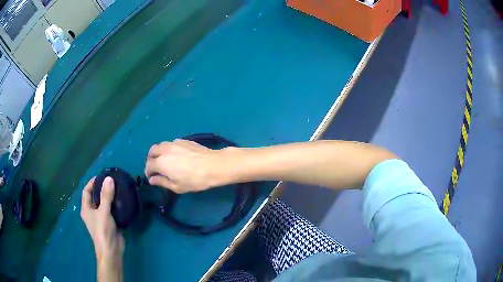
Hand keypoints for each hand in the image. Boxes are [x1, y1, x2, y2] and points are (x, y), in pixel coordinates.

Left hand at [81, 177, 123, 273]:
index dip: (92, 183)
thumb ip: (106, 196)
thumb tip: (109, 178)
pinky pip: (111, 211)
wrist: (111, 250)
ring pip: (104, 204)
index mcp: (86, 208)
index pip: (86, 191)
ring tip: (118, 189)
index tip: (101, 176)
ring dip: (109, 197)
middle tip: (111, 182)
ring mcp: (101, 218)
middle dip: (102, 189)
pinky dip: (115, 205)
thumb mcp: (103, 212)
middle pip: (95, 197)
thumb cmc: (103, 230)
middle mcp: (92, 212)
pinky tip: (122, 201)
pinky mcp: (109, 223)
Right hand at [145, 139, 229, 192]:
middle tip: (155, 168)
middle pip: (152, 151)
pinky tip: (176, 156)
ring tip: (164, 161)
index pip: (149, 166)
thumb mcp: (177, 186)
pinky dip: (168, 149)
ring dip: (159, 153)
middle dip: (150, 160)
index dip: (148, 172)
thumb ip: (162, 182)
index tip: (151, 178)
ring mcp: (174, 143)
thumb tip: (152, 180)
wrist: (214, 165)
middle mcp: (165, 149)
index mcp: (161, 162)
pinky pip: (171, 143)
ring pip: (161, 145)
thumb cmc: (194, 180)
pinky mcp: (184, 140)